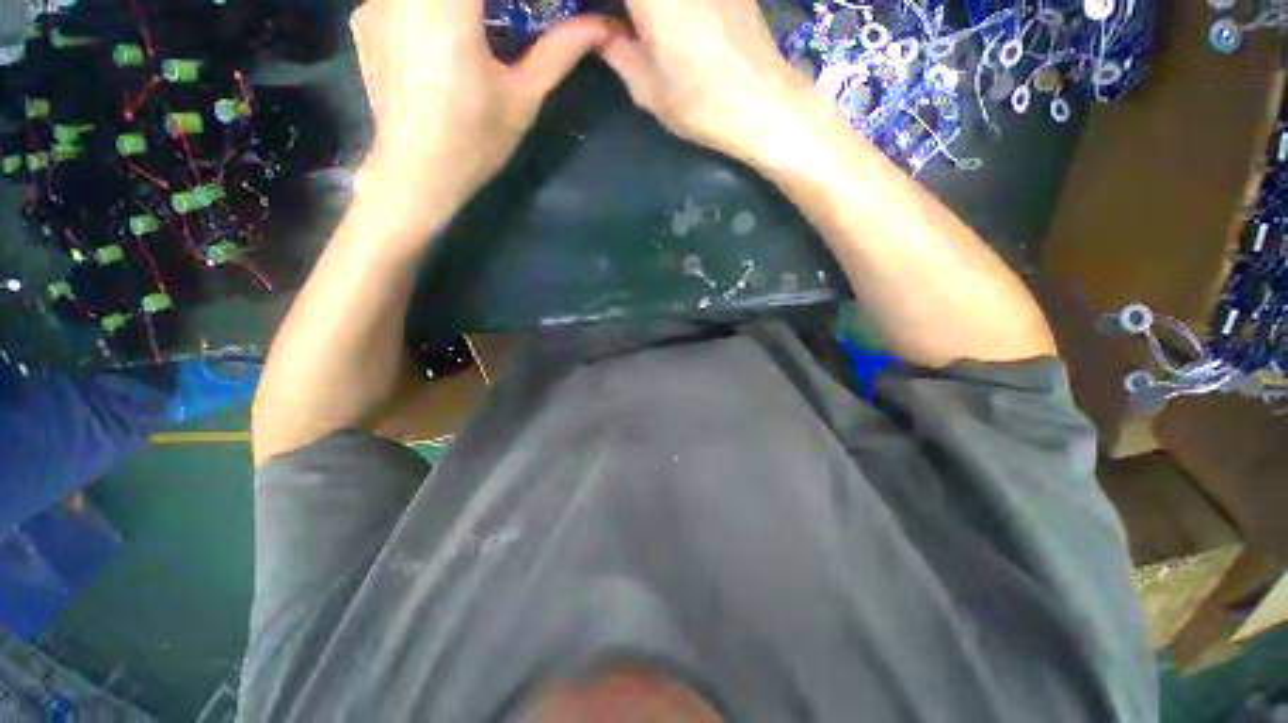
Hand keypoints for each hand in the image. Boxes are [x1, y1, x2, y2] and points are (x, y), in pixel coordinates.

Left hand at [350, 0, 611, 232]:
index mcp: (447, 6)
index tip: (528, 9)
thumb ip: (559, 52)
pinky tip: (442, 32)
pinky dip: (431, 5)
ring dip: (465, 5)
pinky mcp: (365, 15)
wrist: (416, 173)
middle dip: (493, 3)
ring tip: (483, 24)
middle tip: (509, 17)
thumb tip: (600, 27)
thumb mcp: (523, 98)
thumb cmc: (475, 142)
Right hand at [599, 0, 830, 165]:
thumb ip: (616, 51)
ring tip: (644, 30)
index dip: (601, 5)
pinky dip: (673, 7)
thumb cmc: (700, 104)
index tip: (597, 17)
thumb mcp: (647, 88)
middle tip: (623, 27)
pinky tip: (675, 24)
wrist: (763, 105)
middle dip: (632, 10)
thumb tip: (600, 31)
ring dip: (652, 11)